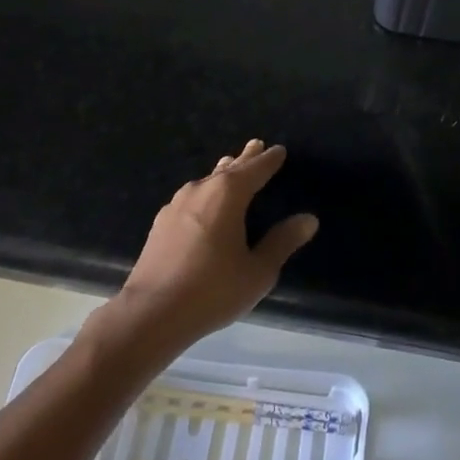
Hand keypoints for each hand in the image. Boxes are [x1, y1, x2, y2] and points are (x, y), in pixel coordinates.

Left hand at [114, 140, 316, 349]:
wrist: (150, 314)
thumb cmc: (212, 290)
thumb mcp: (258, 271)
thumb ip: (282, 242)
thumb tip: (308, 219)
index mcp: (228, 194)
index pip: (255, 169)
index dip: (269, 160)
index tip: (279, 150)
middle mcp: (201, 190)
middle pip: (229, 168)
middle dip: (245, 158)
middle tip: (256, 145)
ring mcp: (176, 205)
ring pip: (207, 181)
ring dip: (222, 173)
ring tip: (229, 167)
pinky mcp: (160, 224)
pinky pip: (190, 198)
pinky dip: (204, 193)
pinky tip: (201, 204)